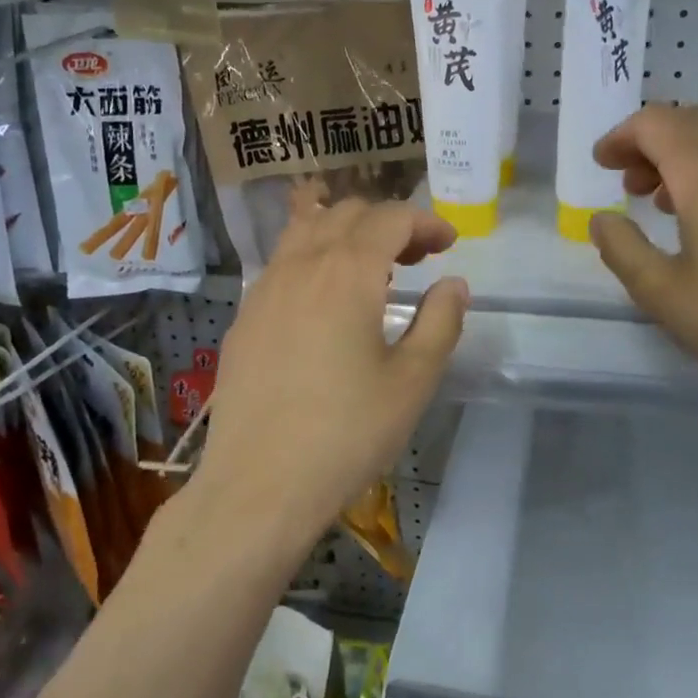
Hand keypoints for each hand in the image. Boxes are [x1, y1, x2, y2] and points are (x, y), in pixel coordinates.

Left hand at [196, 198, 468, 537]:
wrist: (258, 484)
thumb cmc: (346, 434)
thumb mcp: (412, 381)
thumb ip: (440, 322)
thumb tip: (453, 284)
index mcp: (347, 272)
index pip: (390, 218)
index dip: (425, 221)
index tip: (449, 243)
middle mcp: (301, 265)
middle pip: (346, 214)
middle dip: (388, 224)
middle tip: (418, 257)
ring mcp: (265, 288)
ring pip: (306, 230)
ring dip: (345, 233)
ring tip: (371, 269)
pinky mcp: (244, 316)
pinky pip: (282, 262)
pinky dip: (313, 258)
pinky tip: (324, 301)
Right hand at [588, 106, 697, 412]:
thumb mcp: (660, 292)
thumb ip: (621, 248)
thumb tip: (604, 219)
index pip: (655, 124)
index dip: (621, 137)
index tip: (603, 164)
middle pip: (691, 121)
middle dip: (651, 142)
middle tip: (630, 183)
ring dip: (686, 153)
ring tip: (667, 201)